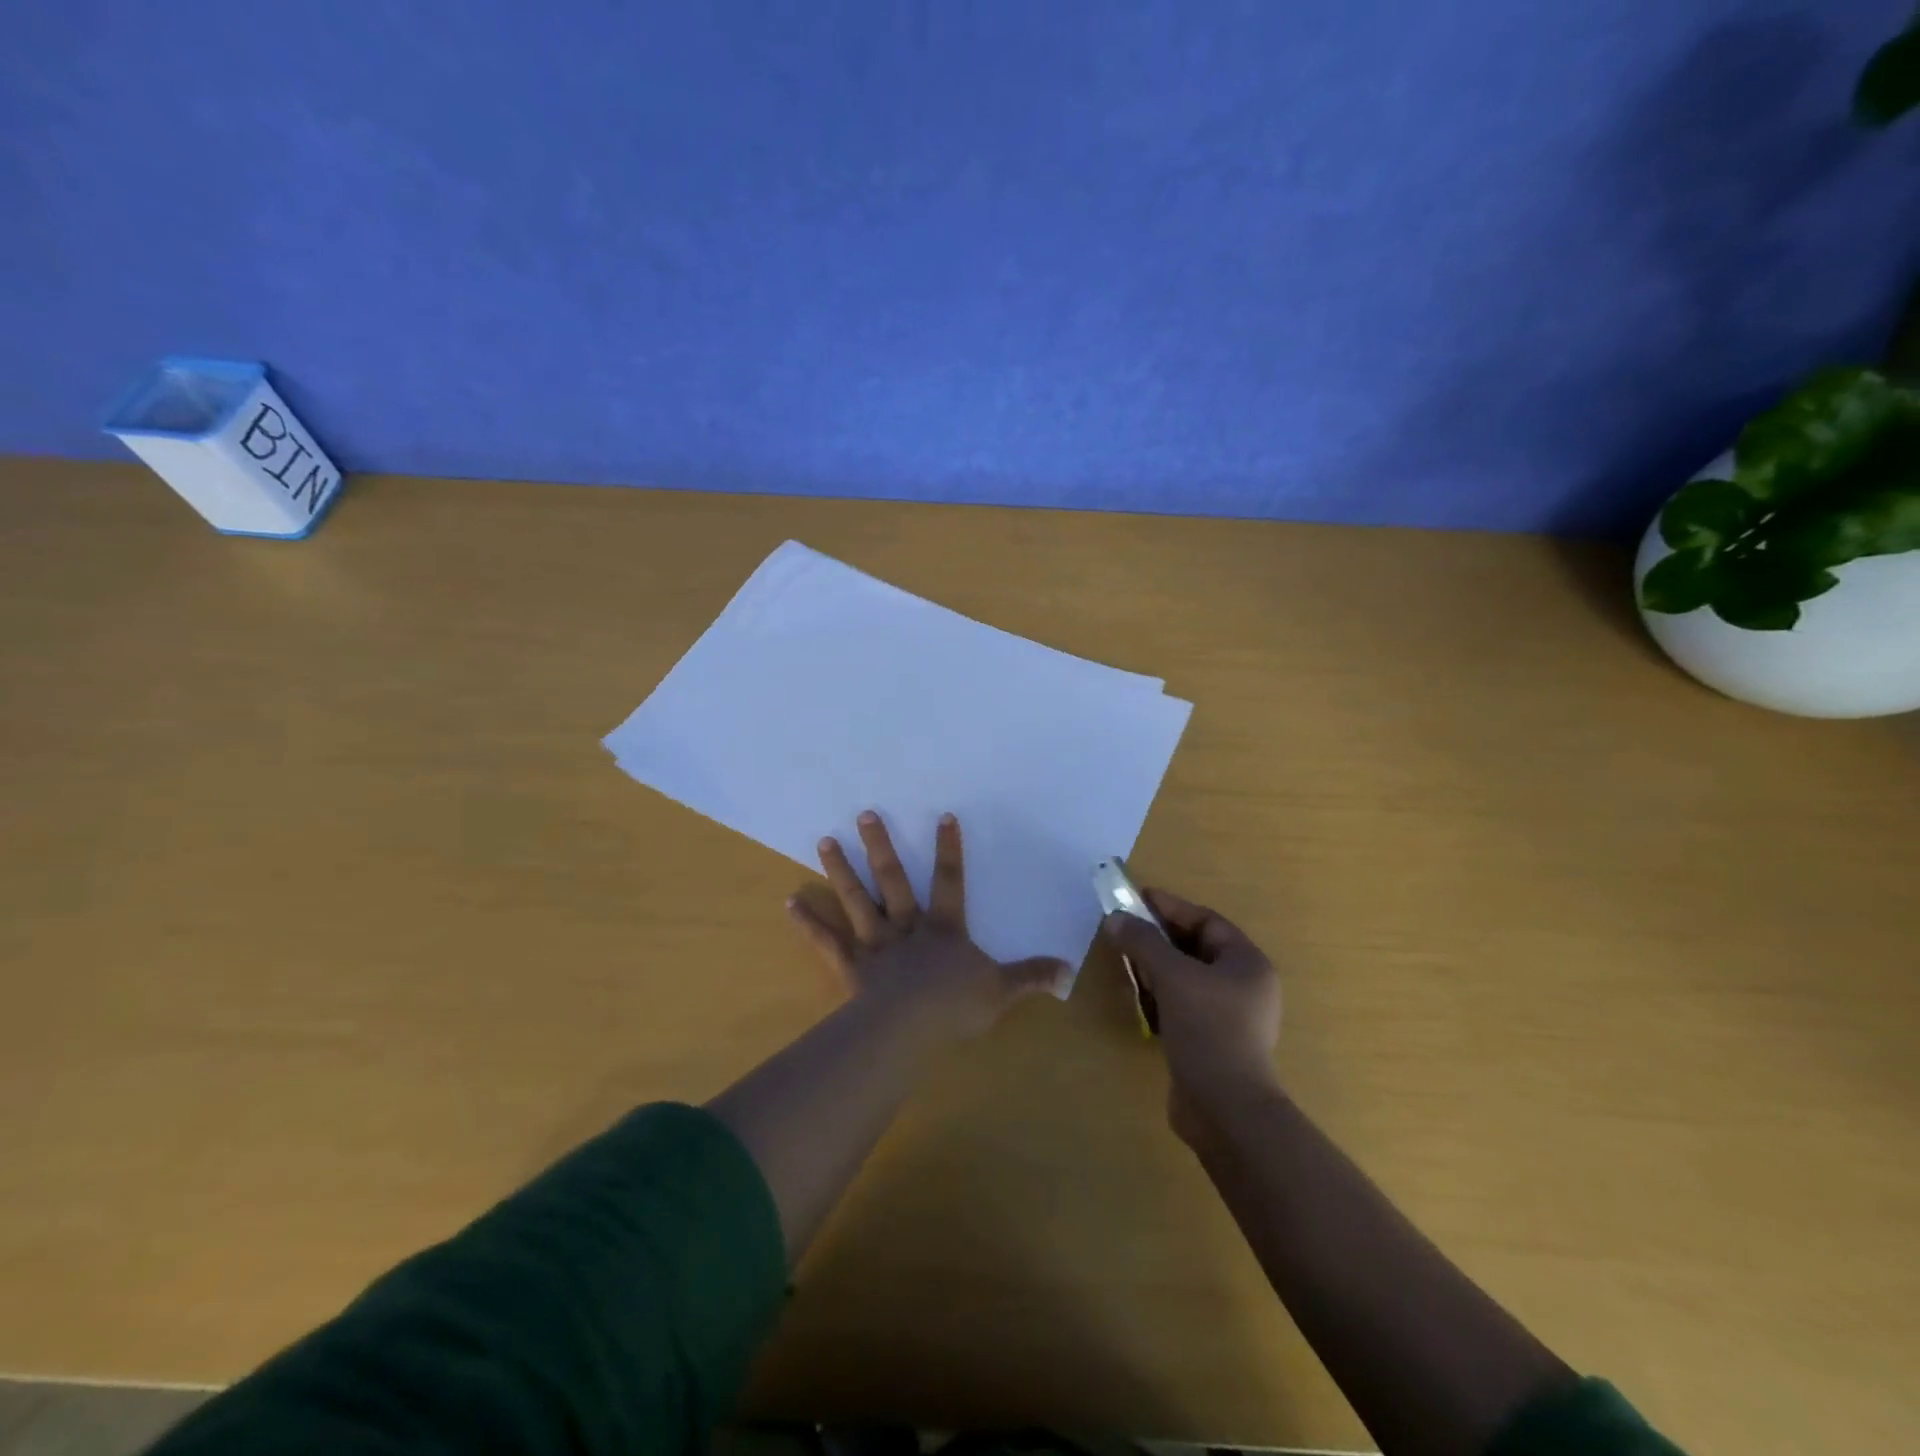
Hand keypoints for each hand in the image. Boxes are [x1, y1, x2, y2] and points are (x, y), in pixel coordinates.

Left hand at [788, 810, 1069, 1040]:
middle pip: (893, 880)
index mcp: (943, 929)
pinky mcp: (851, 966)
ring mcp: (875, 944)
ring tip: (824, 840)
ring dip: (840, 871)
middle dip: (881, 846)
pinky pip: (827, 941)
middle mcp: (907, 927)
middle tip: (864, 813)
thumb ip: (1031, 976)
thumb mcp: (1002, 991)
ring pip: (857, 900)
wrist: (909, 1031)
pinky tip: (788, 902)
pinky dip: (808, 922)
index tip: (943, 815)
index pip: (950, 881)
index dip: (948, 849)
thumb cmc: (955, 1007)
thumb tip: (1068, 968)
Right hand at [1100, 889, 1282, 1139]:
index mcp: (1247, 963)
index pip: (1206, 921)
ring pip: (1187, 978)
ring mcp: (1230, 1016)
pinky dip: (1160, 995)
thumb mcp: (1172, 976)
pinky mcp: (1212, 1041)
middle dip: (1159, 937)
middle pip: (1196, 948)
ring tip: (1125, 959)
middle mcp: (1244, 986)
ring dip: (1157, 967)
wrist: (1225, 1109)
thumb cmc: (1208, 1029)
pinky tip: (1139, 997)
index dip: (1170, 907)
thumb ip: (1142, 942)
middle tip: (1124, 928)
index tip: (1136, 897)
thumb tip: (1114, 918)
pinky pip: (1183, 1004)